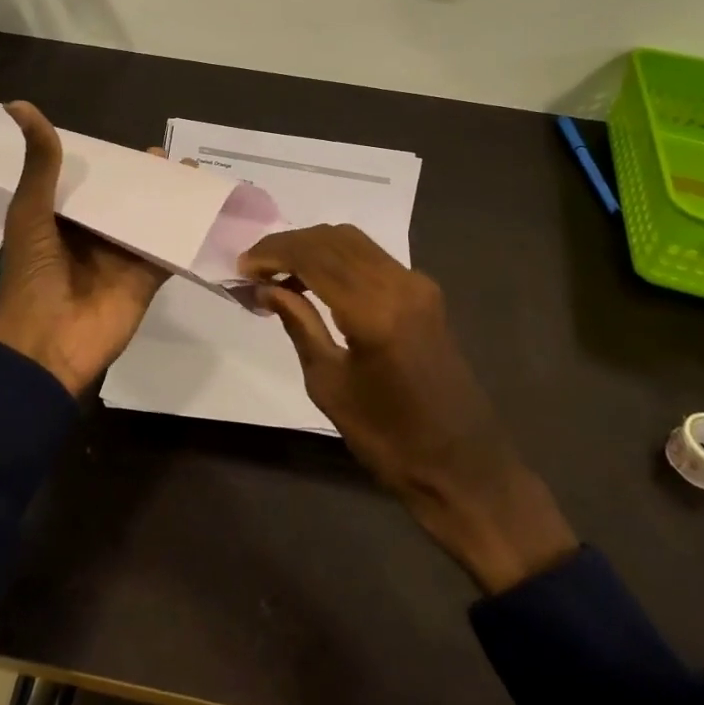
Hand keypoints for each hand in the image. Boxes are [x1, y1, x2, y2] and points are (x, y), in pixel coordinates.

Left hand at [0, 102, 170, 396]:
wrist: (49, 345)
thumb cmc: (33, 276)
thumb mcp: (31, 213)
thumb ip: (40, 165)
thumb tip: (20, 106)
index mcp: (60, 221)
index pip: (87, 184)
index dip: (105, 164)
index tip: (125, 145)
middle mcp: (91, 236)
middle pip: (122, 200)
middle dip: (143, 180)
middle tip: (166, 157)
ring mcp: (120, 257)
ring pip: (148, 221)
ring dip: (168, 200)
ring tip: (191, 174)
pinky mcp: (144, 278)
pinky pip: (168, 249)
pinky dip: (186, 232)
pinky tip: (206, 209)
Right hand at [240, 225, 577, 593]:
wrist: (462, 465)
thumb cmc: (387, 437)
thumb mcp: (329, 384)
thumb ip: (299, 325)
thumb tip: (266, 288)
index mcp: (374, 311)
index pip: (313, 257)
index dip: (272, 254)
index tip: (241, 267)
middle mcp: (400, 284)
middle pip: (333, 239)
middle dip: (288, 244)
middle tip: (254, 266)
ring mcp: (418, 285)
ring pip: (354, 242)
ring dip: (312, 247)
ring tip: (277, 272)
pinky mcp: (425, 294)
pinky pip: (372, 258)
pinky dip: (337, 258)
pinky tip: (313, 280)